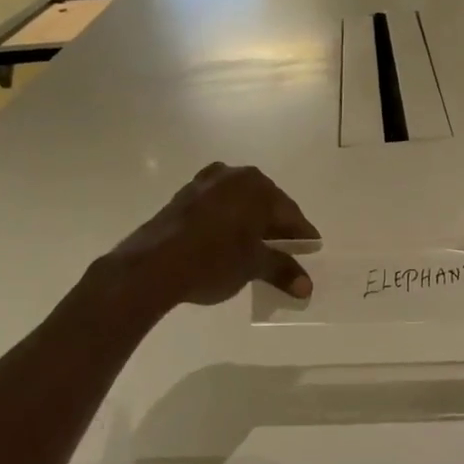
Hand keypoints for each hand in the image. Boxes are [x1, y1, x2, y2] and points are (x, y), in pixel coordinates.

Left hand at [109, 163, 317, 307]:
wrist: (151, 266)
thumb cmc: (213, 260)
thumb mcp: (253, 266)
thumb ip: (282, 270)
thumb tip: (306, 287)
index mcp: (257, 186)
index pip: (290, 213)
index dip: (302, 235)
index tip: (312, 250)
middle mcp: (233, 176)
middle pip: (265, 204)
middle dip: (276, 226)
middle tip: (287, 249)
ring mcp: (205, 183)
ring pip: (239, 203)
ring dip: (250, 222)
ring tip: (256, 246)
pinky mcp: (183, 196)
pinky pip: (217, 207)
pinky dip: (227, 221)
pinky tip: (227, 241)